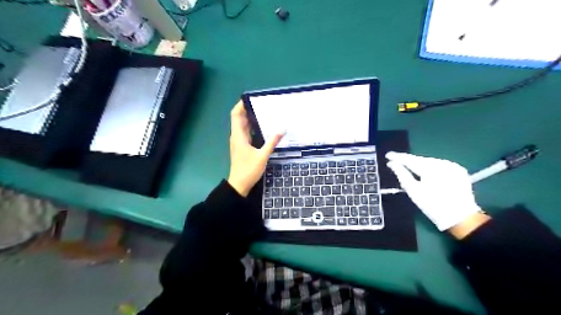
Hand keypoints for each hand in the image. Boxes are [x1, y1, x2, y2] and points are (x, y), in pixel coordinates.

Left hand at [228, 101, 284, 196]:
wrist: (239, 185)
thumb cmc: (248, 170)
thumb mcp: (262, 156)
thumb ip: (272, 142)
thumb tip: (282, 128)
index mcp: (238, 135)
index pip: (236, 115)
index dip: (241, 105)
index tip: (251, 98)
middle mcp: (237, 136)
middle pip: (240, 118)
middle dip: (249, 109)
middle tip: (263, 104)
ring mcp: (239, 142)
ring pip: (243, 126)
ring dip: (251, 118)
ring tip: (265, 113)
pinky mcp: (242, 147)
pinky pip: (246, 133)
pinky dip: (253, 127)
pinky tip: (263, 128)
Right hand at [387, 151, 481, 232]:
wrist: (461, 218)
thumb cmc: (433, 206)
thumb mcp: (413, 191)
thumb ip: (402, 174)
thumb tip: (391, 163)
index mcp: (431, 168)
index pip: (410, 159)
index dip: (398, 157)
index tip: (388, 155)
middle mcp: (442, 163)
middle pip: (421, 159)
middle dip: (409, 161)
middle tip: (397, 161)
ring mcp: (452, 166)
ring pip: (430, 162)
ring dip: (419, 164)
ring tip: (409, 167)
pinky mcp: (459, 170)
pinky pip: (439, 165)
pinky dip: (430, 167)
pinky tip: (425, 172)